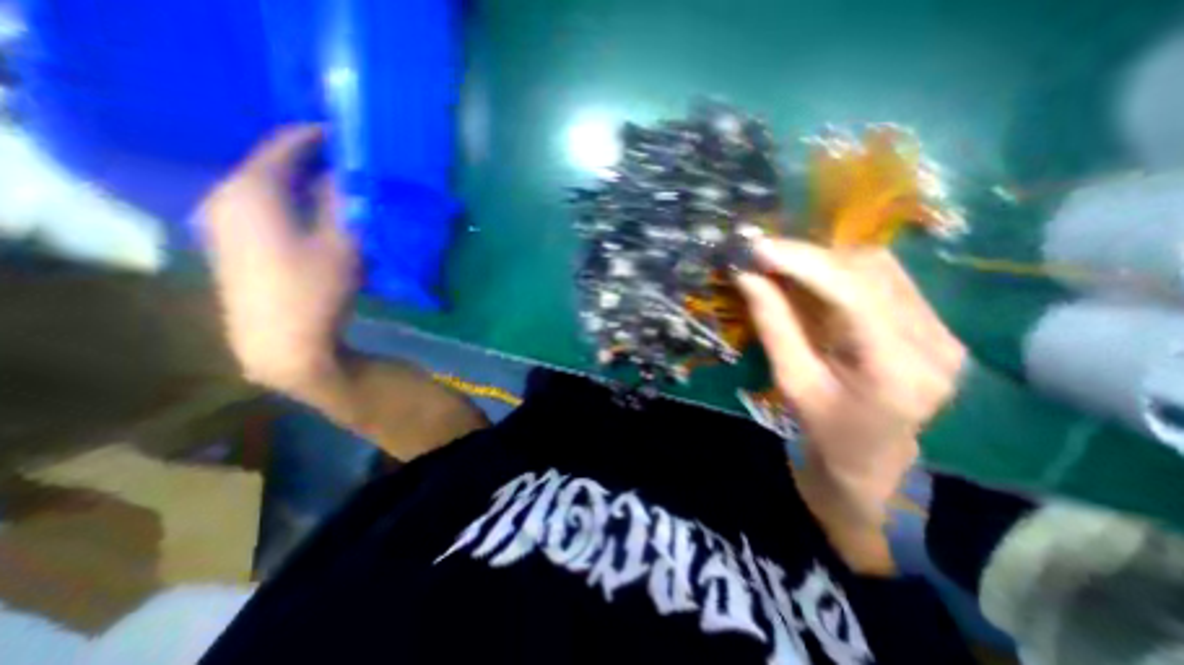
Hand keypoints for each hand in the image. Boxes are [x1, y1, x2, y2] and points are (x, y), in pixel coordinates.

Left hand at [200, 124, 354, 395]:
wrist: (280, 343)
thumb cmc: (315, 290)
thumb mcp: (341, 243)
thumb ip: (343, 203)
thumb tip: (346, 175)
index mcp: (253, 190)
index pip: (285, 146)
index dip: (316, 137)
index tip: (346, 135)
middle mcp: (228, 197)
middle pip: (273, 165)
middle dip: (312, 162)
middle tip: (350, 165)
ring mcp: (224, 222)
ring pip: (269, 188)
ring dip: (303, 185)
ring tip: (338, 189)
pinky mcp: (232, 244)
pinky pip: (263, 208)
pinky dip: (291, 203)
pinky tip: (314, 216)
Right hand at [737, 239, 964, 523]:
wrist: (874, 463)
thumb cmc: (826, 432)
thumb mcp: (790, 381)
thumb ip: (773, 325)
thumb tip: (747, 277)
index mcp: (896, 369)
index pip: (852, 294)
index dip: (802, 263)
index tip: (758, 248)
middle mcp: (933, 342)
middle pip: (870, 272)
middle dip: (808, 257)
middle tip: (762, 254)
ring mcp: (942, 330)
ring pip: (879, 268)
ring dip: (823, 260)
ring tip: (781, 264)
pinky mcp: (932, 325)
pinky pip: (884, 279)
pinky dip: (839, 270)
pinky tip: (811, 277)